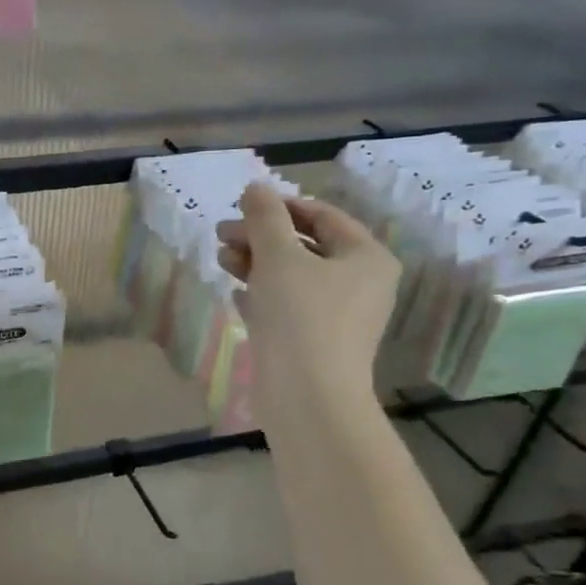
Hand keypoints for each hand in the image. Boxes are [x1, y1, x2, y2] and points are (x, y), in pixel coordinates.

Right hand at [216, 184, 399, 419]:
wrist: (308, 396)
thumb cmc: (301, 316)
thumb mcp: (279, 257)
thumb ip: (265, 218)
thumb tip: (255, 188)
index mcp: (365, 257)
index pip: (323, 216)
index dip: (281, 206)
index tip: (242, 205)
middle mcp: (359, 283)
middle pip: (305, 246)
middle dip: (261, 237)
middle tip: (221, 233)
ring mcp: (338, 316)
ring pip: (293, 277)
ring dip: (256, 263)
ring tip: (221, 260)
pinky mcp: (315, 342)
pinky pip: (287, 307)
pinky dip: (261, 295)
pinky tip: (235, 293)